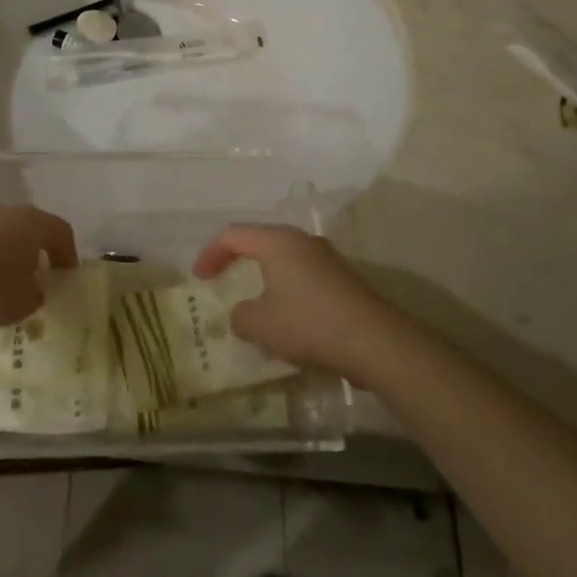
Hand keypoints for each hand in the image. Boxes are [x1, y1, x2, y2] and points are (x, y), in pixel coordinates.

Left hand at [0, 205, 76, 328]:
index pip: (62, 232)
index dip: (68, 255)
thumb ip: (36, 295)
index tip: (65, 277)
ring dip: (6, 254)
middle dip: (35, 252)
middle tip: (36, 278)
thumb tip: (34, 290)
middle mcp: (9, 211)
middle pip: (30, 228)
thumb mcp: (23, 303)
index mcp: (34, 223)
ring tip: (2, 283)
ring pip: (2, 232)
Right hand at [193, 224, 400, 383]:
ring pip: (284, 261)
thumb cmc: (309, 323)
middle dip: (237, 260)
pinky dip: (287, 292)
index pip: (233, 235)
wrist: (376, 342)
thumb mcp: (261, 324)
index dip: (210, 253)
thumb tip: (242, 314)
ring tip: (254, 305)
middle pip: (260, 242)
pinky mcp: (344, 281)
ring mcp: (327, 259)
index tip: (199, 278)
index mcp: (277, 241)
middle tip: (222, 279)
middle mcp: (302, 241)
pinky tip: (287, 321)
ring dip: (264, 279)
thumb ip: (240, 316)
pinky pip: (304, 278)